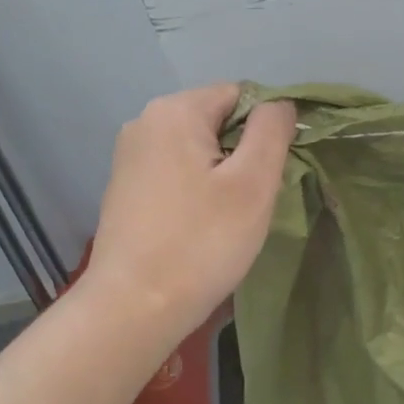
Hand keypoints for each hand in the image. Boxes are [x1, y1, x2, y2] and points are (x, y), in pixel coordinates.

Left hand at [86, 85, 295, 338]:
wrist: (133, 308)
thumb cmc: (201, 242)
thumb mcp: (253, 183)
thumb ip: (272, 130)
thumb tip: (279, 104)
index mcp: (174, 110)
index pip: (241, 95)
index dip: (266, 129)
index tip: (269, 174)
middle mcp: (144, 122)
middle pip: (218, 120)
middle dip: (243, 154)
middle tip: (250, 201)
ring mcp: (129, 156)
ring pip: (198, 149)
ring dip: (222, 175)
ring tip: (226, 217)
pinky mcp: (124, 187)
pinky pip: (176, 172)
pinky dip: (196, 190)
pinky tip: (198, 226)